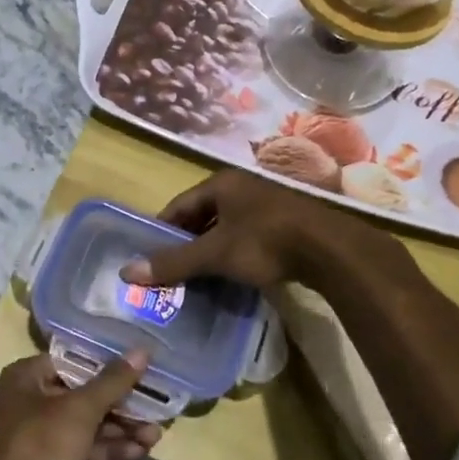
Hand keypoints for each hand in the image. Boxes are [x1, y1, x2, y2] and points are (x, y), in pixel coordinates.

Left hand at [0, 351, 161, 459]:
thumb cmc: (39, 444)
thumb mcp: (80, 409)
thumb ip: (113, 382)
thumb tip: (142, 351)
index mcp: (28, 376)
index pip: (75, 360)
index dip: (109, 364)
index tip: (143, 367)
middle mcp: (32, 400)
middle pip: (84, 394)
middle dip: (121, 404)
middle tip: (157, 406)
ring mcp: (41, 434)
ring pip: (87, 424)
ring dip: (120, 429)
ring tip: (157, 434)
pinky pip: (84, 449)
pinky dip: (109, 449)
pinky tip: (140, 452)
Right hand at [120, 168, 415, 291]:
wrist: (332, 250)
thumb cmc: (266, 242)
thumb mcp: (215, 253)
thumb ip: (174, 262)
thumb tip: (127, 271)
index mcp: (221, 183)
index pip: (179, 204)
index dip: (162, 229)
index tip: (149, 254)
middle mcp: (242, 187)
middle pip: (202, 214)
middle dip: (186, 241)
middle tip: (171, 269)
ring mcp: (267, 204)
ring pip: (226, 226)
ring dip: (210, 249)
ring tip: (197, 276)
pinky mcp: (286, 223)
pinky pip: (248, 236)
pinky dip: (234, 253)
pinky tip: (231, 274)